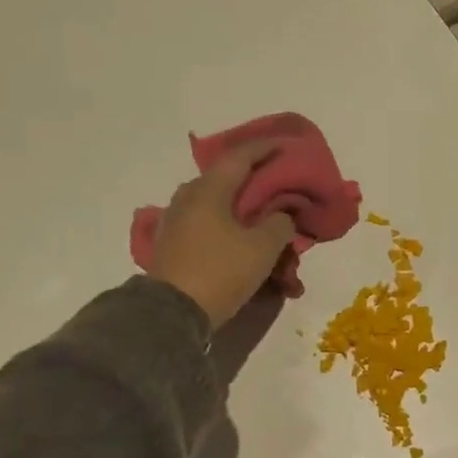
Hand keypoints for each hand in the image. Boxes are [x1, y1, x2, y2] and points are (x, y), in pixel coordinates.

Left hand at [148, 142, 296, 328]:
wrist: (173, 312)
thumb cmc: (221, 271)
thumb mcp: (262, 248)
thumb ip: (279, 225)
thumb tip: (281, 216)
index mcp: (209, 190)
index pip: (240, 157)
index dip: (264, 148)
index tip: (284, 145)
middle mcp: (188, 198)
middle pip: (226, 181)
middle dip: (254, 184)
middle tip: (277, 189)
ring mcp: (177, 221)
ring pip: (217, 206)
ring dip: (242, 212)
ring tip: (263, 224)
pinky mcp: (174, 245)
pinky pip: (208, 226)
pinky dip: (228, 229)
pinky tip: (241, 243)